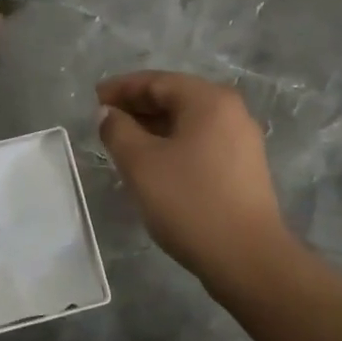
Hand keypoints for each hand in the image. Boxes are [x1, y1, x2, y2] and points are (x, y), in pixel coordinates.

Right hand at [96, 71, 294, 287]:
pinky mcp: (243, 168)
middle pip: (175, 97)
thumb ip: (118, 130)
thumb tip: (108, 113)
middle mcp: (231, 111)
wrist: (247, 259)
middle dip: (137, 106)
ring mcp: (241, 140)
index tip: (94, 99)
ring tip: (122, 143)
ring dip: (153, 127)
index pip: (157, 81)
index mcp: (209, 100)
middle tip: (104, 120)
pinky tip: (152, 164)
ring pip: (187, 122)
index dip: (122, 88)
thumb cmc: (190, 201)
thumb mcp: (141, 163)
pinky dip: (172, 144)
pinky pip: (200, 142)